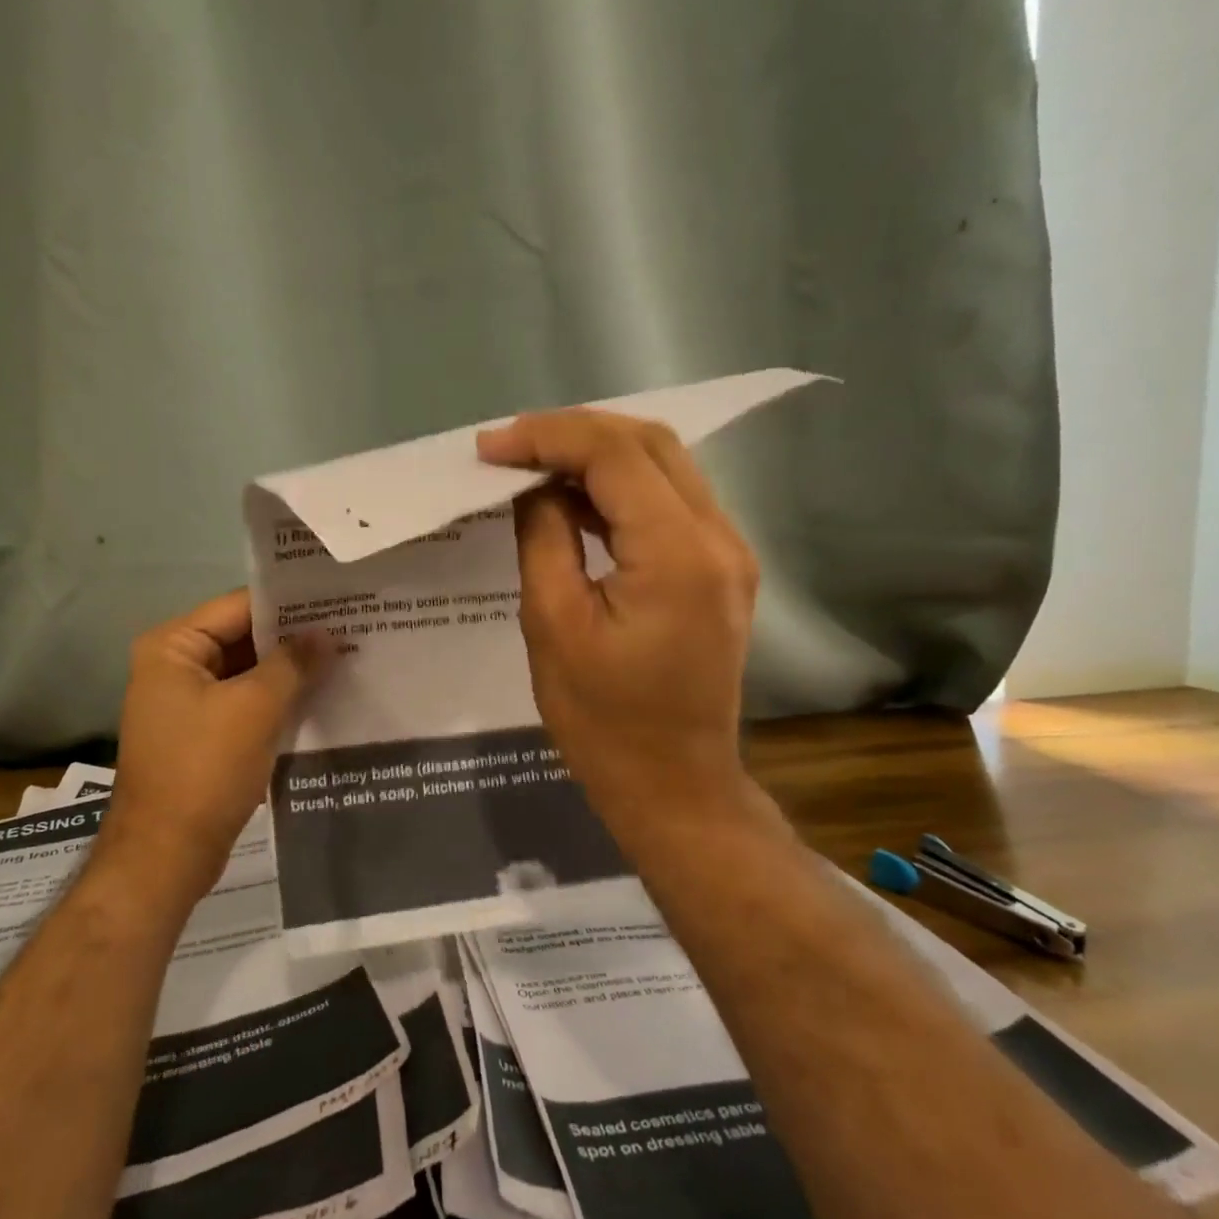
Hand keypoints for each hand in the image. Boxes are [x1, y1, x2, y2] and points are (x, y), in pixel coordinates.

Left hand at [96, 590, 328, 904]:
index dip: (290, 604)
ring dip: (290, 671)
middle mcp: (175, 666)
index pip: (240, 606)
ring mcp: (188, 702)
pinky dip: (279, 701)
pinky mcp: (204, 734)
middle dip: (295, 639)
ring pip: (249, 673)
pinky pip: (246, 703)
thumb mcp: (256, 708)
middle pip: (244, 638)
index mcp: (173, 647)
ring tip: (346, 657)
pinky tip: (322, 697)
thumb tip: (326, 633)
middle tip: (351, 627)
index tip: (338, 600)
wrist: (166, 857)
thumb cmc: (205, 770)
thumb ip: (294, 663)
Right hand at [476, 409, 761, 827]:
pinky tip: (573, 499)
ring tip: (532, 466)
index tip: (490, 447)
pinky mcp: (720, 567)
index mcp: (677, 555)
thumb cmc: (603, 721)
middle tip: (509, 448)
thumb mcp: (553, 625)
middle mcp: (718, 538)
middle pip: (648, 442)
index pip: (615, 455)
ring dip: (596, 454)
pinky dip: (619, 487)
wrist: (674, 785)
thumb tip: (534, 486)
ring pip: (664, 464)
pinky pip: (669, 500)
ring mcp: (728, 551)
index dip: (548, 437)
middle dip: (573, 432)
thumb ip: (544, 537)